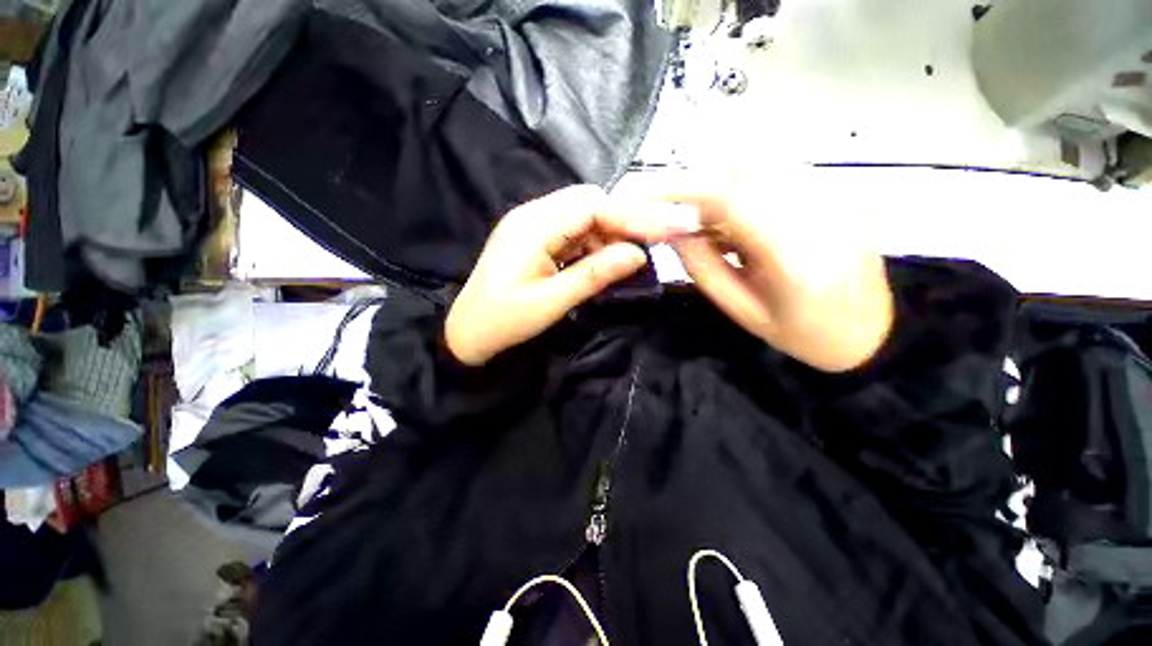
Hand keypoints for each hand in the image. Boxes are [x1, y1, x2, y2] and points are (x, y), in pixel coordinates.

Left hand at [445, 185, 700, 365]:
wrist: (468, 332)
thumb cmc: (505, 321)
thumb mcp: (552, 302)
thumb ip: (594, 275)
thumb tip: (637, 254)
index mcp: (533, 227)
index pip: (591, 207)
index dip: (628, 216)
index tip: (662, 229)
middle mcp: (531, 216)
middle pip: (587, 203)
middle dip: (618, 222)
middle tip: (643, 247)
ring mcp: (530, 226)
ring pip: (580, 216)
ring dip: (605, 234)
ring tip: (624, 260)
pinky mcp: (532, 239)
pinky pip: (569, 231)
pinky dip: (590, 243)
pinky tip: (600, 262)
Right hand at [655, 172, 894, 372]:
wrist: (871, 331)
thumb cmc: (802, 333)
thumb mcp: (741, 311)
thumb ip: (703, 268)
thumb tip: (672, 231)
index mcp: (793, 256)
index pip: (728, 200)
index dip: (682, 192)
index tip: (648, 196)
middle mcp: (820, 212)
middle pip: (743, 169)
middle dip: (702, 190)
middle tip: (688, 223)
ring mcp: (837, 194)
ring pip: (761, 164)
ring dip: (725, 188)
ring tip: (722, 230)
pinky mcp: (842, 188)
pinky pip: (780, 172)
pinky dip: (749, 189)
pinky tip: (750, 223)